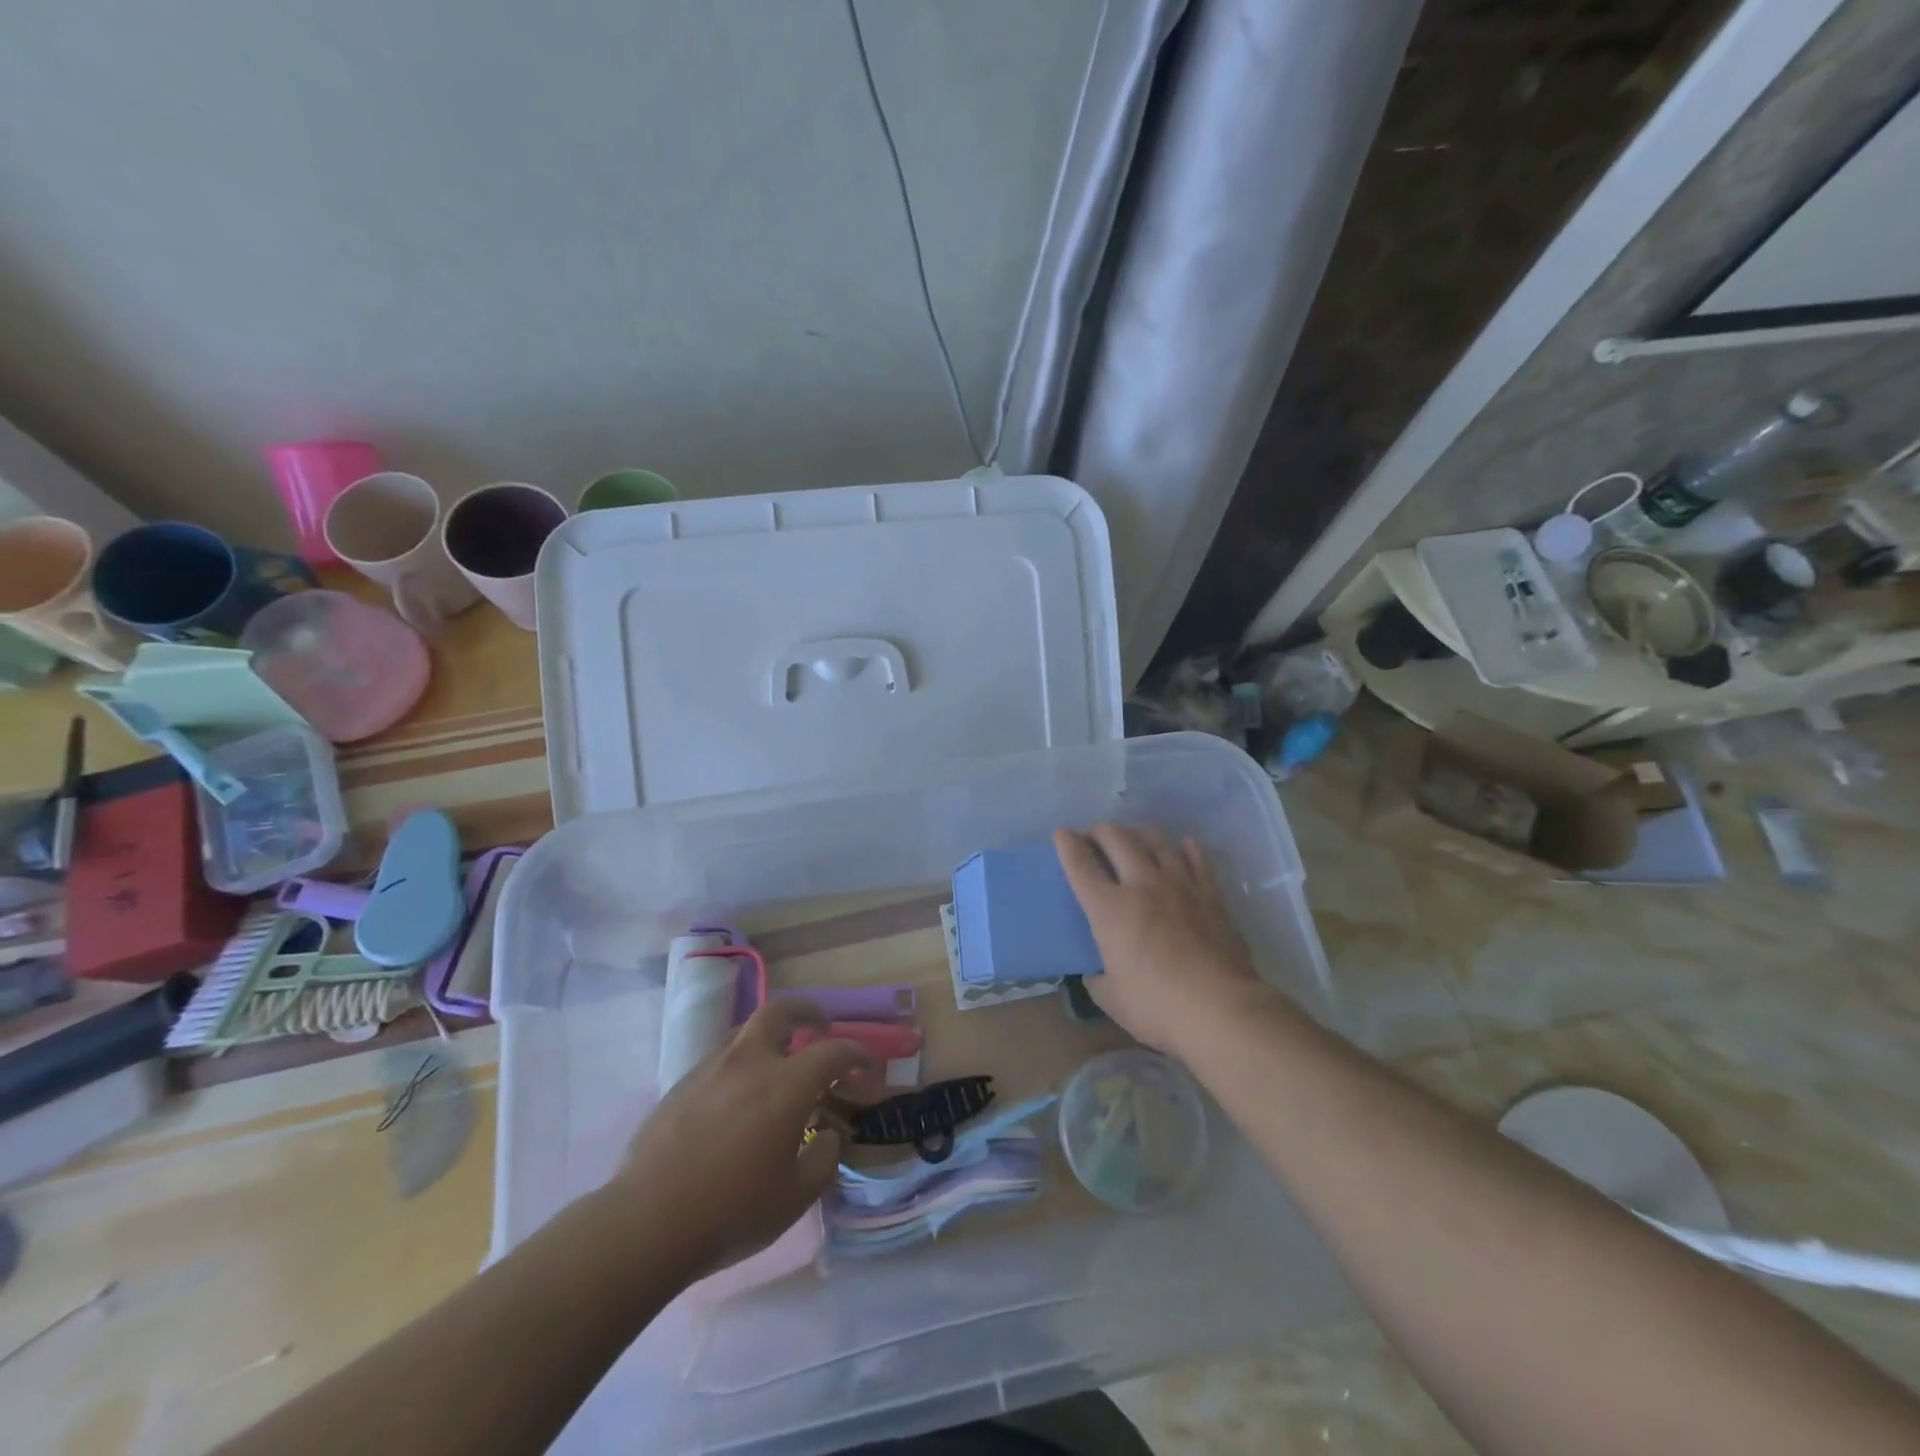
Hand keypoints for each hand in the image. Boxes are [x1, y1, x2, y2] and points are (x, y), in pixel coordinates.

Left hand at [607, 1000, 870, 1277]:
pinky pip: (720, 1059)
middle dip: (806, 1013)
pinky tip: (738, 1099)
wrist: (646, 1223)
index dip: (855, 1055)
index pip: (832, 1051)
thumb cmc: (731, 1211)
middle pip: (780, 1012)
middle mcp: (750, 1062)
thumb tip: (827, 1135)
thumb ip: (823, 1159)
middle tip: (818, 1028)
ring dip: (769, 1037)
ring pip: (746, 1032)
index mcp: (786, 1084)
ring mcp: (710, 1069)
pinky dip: (740, 1064)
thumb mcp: (795, 1197)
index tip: (865, 1067)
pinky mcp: (681, 1085)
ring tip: (778, 1064)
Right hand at [1054, 823, 1270, 1053]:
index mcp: (1109, 909)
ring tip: (1133, 839)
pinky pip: (1198, 860)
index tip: (1061, 834)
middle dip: (1099, 832)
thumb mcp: (1111, 998)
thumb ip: (1098, 978)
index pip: (1081, 865)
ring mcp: (1180, 885)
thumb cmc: (1157, 1007)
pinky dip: (1187, 849)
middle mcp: (1142, 885)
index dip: (1067, 845)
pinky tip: (1184, 846)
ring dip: (1138, 833)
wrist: (1221, 1009)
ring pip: (1156, 840)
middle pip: (1117, 839)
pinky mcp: (1211, 896)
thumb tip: (1096, 972)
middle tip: (1094, 840)